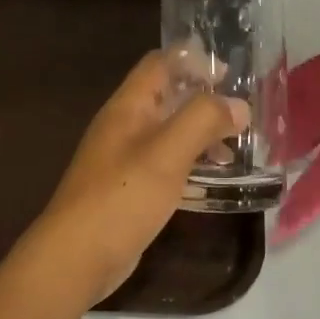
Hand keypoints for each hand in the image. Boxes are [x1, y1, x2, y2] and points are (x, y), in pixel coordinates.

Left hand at [22, 52, 247, 304]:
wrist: (76, 257)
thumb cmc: (121, 197)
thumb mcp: (167, 153)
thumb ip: (203, 121)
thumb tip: (239, 105)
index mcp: (128, 107)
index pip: (160, 64)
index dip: (193, 61)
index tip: (230, 75)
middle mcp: (125, 126)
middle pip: (167, 97)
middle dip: (204, 100)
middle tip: (243, 112)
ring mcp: (125, 158)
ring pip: (169, 132)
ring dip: (201, 133)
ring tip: (236, 147)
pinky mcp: (130, 188)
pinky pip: (166, 163)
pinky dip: (191, 162)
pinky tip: (213, 178)